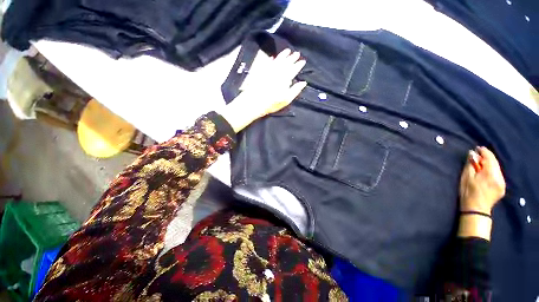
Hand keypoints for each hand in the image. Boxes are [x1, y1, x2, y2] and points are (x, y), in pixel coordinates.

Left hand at [219, 49, 306, 132]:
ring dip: (283, 55)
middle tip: (297, 53)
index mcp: (285, 78)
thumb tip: (303, 83)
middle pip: (286, 63)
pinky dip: (272, 59)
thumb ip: (295, 90)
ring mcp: (269, 71)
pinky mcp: (262, 72)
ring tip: (287, 51)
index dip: (298, 65)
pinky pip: (268, 63)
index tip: (303, 61)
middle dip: (292, 58)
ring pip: (278, 60)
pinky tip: (273, 58)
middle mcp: (277, 72)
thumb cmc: (272, 103)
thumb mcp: (286, 99)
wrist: (255, 102)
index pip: (294, 69)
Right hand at [459, 146, 505, 214]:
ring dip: (489, 164)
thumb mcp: (466, 177)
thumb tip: (472, 154)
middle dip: (487, 157)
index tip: (477, 148)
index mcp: (490, 174)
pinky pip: (498, 175)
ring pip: (497, 168)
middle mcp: (499, 177)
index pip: (489, 158)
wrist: (476, 209)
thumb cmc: (468, 192)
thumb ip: (470, 164)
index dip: (484, 152)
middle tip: (478, 154)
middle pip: (495, 162)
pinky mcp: (502, 187)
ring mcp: (502, 183)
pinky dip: (492, 170)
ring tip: (481, 163)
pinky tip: (486, 172)